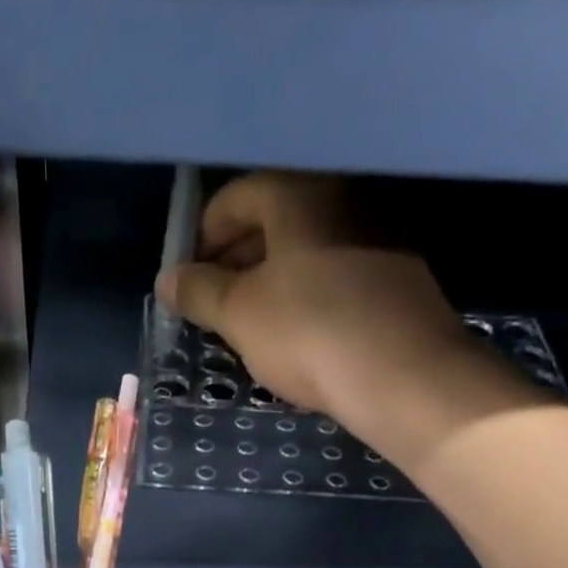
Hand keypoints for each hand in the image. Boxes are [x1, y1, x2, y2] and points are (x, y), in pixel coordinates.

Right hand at [157, 172, 548, 468]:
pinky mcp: (394, 275)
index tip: (186, 280)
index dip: (201, 239)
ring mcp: (374, 234)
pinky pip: (334, 275)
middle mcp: (339, 198)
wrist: (400, 373)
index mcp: (296, 193)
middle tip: (213, 305)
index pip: (233, 198)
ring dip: (270, 281)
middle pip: (271, 220)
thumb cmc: (307, 332)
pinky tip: (294, 335)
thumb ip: (199, 292)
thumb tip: (167, 279)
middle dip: (235, 261)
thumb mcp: (239, 315)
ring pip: (304, 251)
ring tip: (248, 325)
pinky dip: (305, 296)